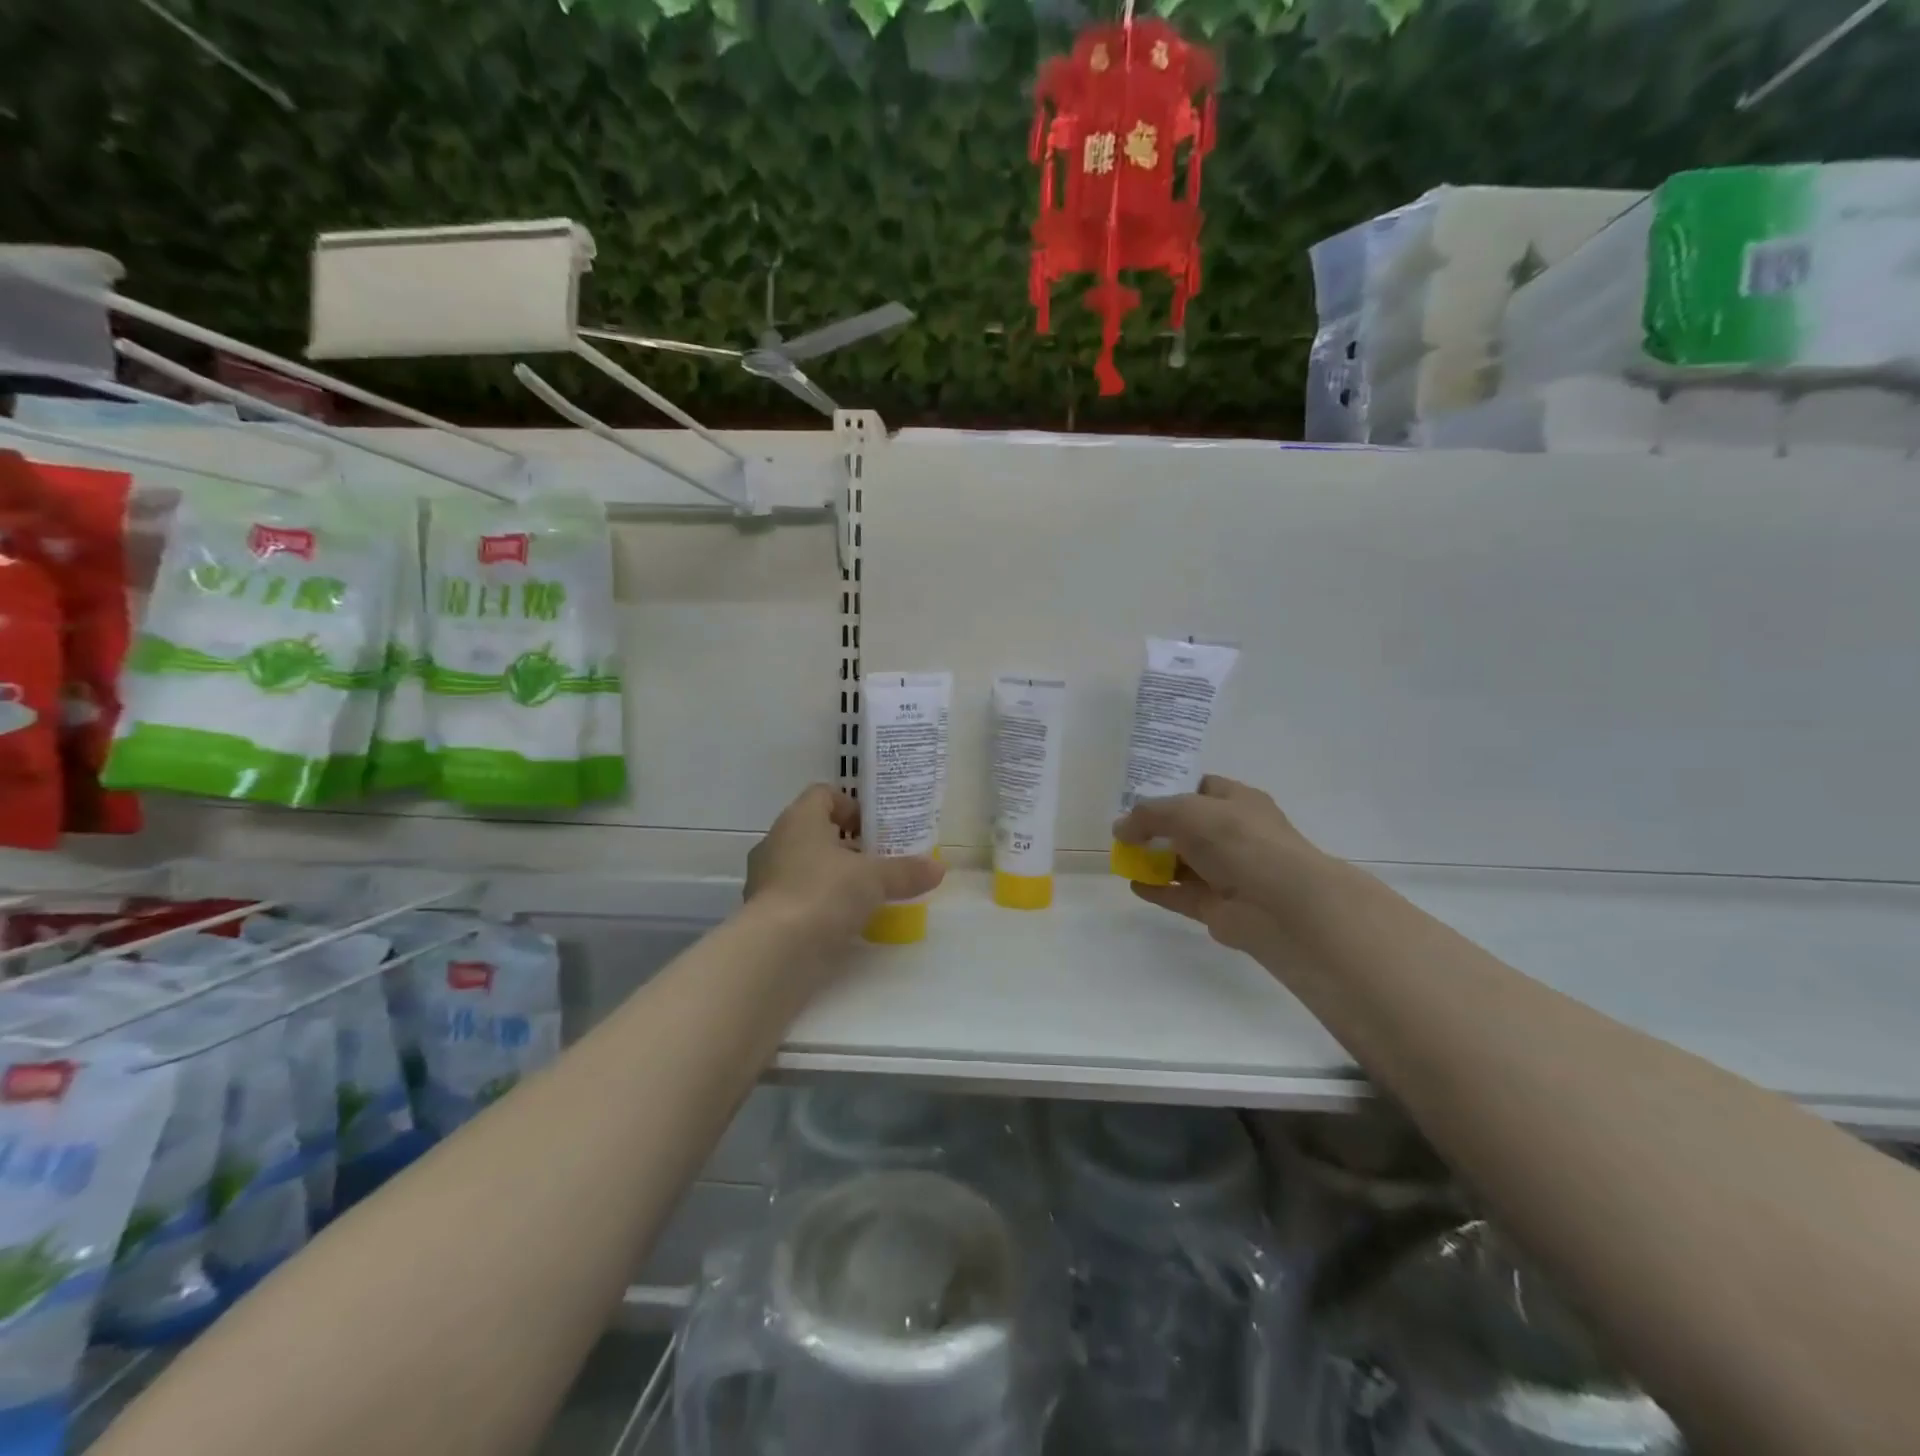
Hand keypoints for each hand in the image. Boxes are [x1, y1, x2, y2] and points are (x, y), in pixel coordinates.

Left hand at [745, 784, 944, 945]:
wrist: (775, 951)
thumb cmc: (824, 894)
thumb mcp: (874, 880)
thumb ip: (905, 871)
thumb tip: (938, 868)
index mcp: (799, 820)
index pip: (822, 794)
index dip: (850, 805)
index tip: (873, 828)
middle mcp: (776, 842)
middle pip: (814, 831)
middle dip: (846, 845)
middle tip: (876, 862)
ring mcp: (764, 878)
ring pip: (803, 864)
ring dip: (831, 875)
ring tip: (863, 894)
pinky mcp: (762, 912)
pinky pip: (794, 896)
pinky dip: (817, 903)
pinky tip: (841, 921)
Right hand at [1111, 775, 1324, 951]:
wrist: (1281, 903)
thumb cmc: (1237, 840)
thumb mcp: (1186, 811)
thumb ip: (1148, 815)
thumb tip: (1120, 828)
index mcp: (1237, 802)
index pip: (1200, 787)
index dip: (1169, 788)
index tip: (1136, 795)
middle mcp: (1234, 834)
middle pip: (1188, 827)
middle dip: (1156, 828)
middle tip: (1123, 830)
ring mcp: (1227, 872)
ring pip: (1183, 862)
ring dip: (1154, 860)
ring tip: (1122, 857)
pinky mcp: (1217, 906)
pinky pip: (1181, 894)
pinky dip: (1158, 890)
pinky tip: (1133, 885)